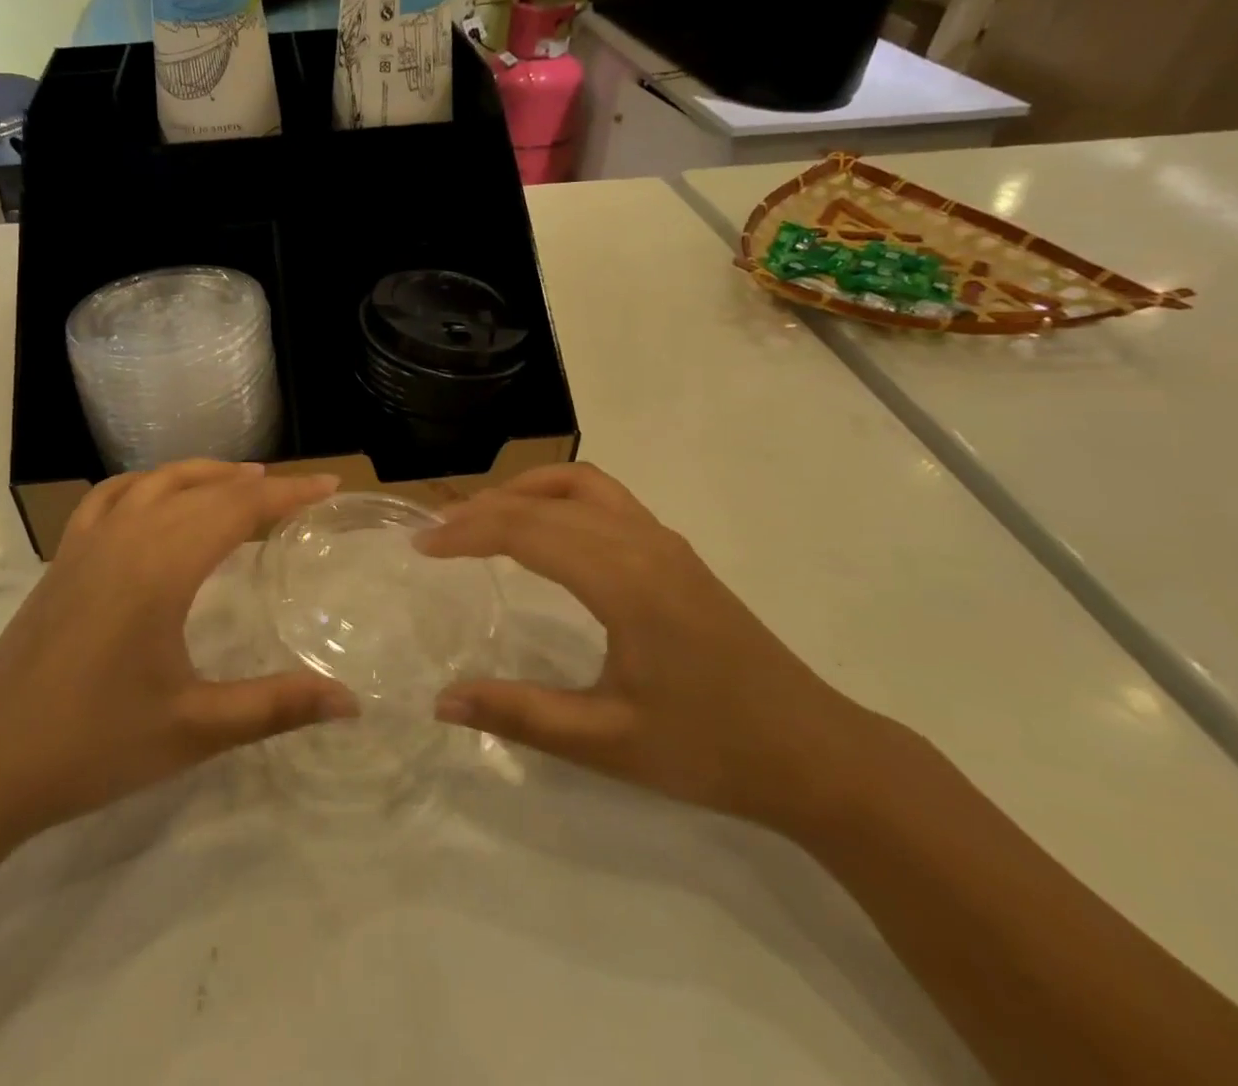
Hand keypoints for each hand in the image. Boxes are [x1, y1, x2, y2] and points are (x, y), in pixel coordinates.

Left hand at [0, 460, 356, 845]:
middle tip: (300, 492)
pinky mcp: (63, 558)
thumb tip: (351, 702)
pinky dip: (146, 484)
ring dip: (204, 475)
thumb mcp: (194, 729)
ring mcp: (88, 542)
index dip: (289, 494)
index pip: (238, 508)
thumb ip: (276, 707)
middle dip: (258, 484)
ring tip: (242, 482)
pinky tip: (156, 500)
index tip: (331, 485)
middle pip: (203, 489)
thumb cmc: (93, 743)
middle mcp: (126, 536)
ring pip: (155, 481)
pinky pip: (111, 497)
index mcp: (161, 566)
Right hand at [419, 463, 878, 830]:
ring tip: (483, 519)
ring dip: (524, 491)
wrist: (818, 754)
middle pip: (544, 499)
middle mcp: (641, 542)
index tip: (420, 545)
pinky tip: (546, 532)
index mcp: (624, 580)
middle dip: (483, 508)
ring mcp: (663, 541)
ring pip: (579, 483)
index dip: (465, 531)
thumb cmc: (712, 750)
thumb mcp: (608, 742)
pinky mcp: (675, 552)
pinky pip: (606, 497)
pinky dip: (559, 496)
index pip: (525, 529)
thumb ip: (520, 716)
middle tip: (436, 534)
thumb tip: (441, 702)